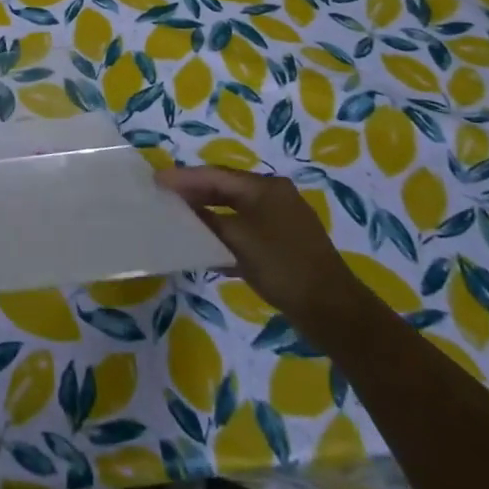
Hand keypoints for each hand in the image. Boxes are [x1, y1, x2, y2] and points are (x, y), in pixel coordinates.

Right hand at [155, 167, 365, 336]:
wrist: (333, 312)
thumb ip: (208, 221)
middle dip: (194, 193)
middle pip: (225, 189)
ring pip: (234, 210)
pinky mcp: (283, 244)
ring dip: (207, 214)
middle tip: (163, 197)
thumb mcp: (239, 241)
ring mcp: (280, 221)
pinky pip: (245, 230)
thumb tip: (182, 209)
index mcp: (265, 188)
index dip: (184, 178)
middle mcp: (273, 196)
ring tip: (178, 218)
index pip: (215, 175)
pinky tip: (206, 246)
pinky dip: (224, 234)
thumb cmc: (283, 267)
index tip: (156, 181)